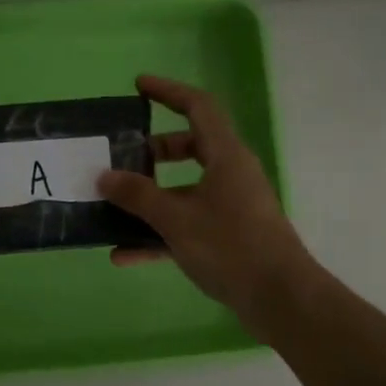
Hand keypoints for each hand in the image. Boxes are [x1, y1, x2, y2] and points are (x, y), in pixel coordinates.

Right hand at [99, 75, 312, 332]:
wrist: (280, 299)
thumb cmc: (230, 246)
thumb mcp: (176, 218)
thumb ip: (137, 196)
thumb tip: (104, 176)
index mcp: (225, 156)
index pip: (198, 107)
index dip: (168, 91)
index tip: (138, 86)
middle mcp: (230, 174)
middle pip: (190, 147)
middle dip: (153, 150)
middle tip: (122, 154)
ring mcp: (230, 206)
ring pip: (185, 189)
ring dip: (150, 196)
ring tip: (113, 205)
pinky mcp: (228, 236)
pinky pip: (186, 224)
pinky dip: (158, 234)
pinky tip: (123, 254)